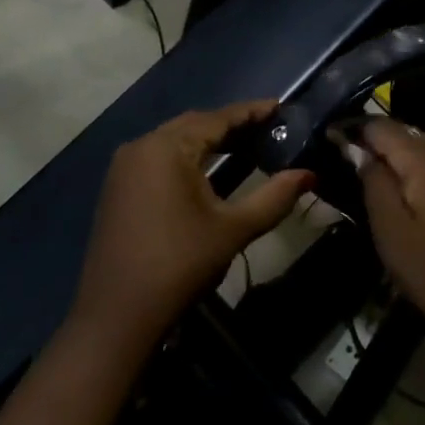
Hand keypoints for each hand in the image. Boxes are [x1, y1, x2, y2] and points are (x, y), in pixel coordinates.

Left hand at [71, 102, 312, 348]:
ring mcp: (124, 167)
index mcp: (167, 147)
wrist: (116, 317)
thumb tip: (308, 174)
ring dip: (209, 141)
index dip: (251, 112)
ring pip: (175, 141)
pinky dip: (187, 157)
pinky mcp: (118, 188)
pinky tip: (209, 170)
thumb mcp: (232, 230)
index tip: (280, 107)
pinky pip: (159, 158)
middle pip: (194, 125)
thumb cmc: (179, 265)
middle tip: (268, 128)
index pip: (217, 118)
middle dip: (231, 125)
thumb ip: (273, 197)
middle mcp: (141, 146)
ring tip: (246, 145)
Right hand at [353, 118, 424, 341]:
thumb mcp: (390, 226)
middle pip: (400, 134)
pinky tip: (394, 190)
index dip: (352, 129)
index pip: (380, 125)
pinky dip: (407, 171)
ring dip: (388, 156)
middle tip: (339, 156)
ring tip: (361, 171)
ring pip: (415, 150)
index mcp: (424, 158)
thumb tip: (356, 148)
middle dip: (370, 140)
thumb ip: (372, 179)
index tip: (327, 138)